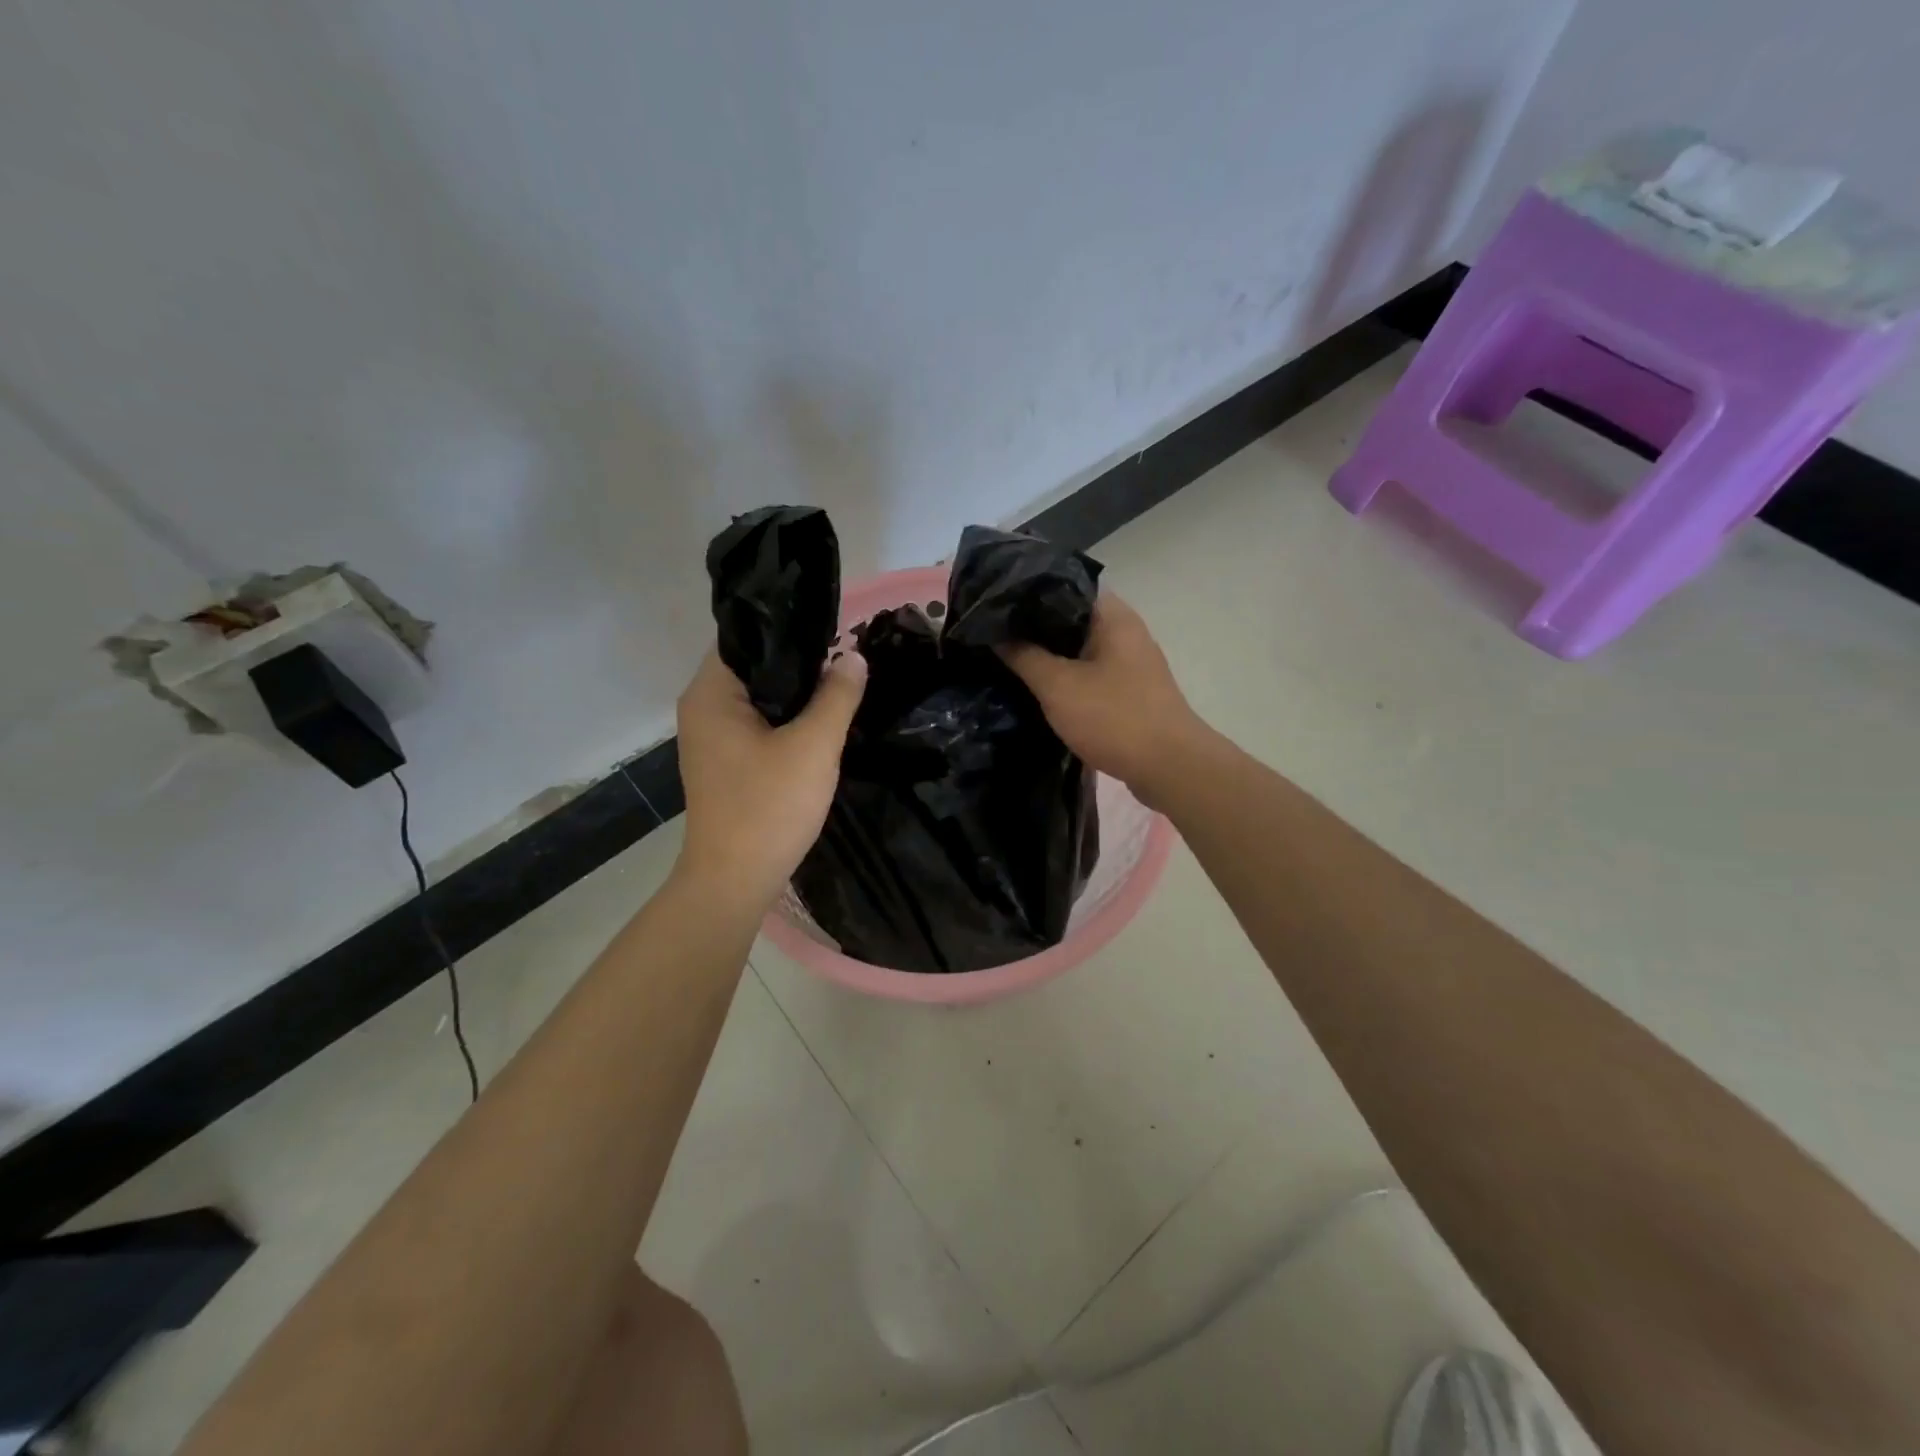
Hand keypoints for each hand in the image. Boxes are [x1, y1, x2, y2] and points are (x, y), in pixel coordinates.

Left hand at [674, 648, 867, 913]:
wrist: (735, 881)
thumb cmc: (769, 808)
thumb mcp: (814, 746)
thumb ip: (837, 696)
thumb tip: (854, 655)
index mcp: (711, 694)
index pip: (745, 638)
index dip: (789, 630)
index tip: (833, 631)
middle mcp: (702, 708)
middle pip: (754, 667)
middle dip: (800, 664)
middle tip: (846, 659)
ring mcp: (711, 738)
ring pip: (759, 698)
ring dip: (796, 696)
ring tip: (840, 686)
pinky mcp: (724, 762)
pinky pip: (757, 725)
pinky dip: (785, 721)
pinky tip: (819, 725)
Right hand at [998, 591, 1207, 807]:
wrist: (1169, 768)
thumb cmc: (1114, 718)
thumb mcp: (1058, 686)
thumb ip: (1024, 656)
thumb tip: (995, 632)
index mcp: (1113, 617)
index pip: (1065, 586)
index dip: (1028, 592)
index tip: (995, 602)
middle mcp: (1126, 632)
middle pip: (1071, 618)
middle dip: (1034, 627)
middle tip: (992, 633)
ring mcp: (1131, 664)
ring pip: (1080, 649)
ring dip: (1049, 656)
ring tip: (1007, 659)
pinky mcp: (1130, 692)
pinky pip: (1090, 675)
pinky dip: (1066, 679)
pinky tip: (1038, 690)